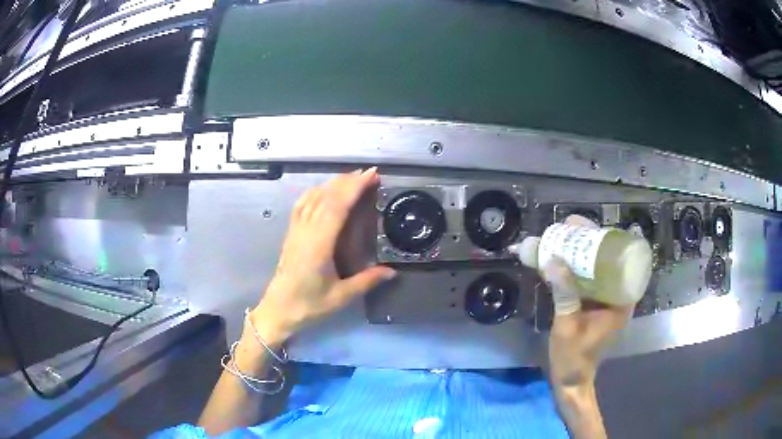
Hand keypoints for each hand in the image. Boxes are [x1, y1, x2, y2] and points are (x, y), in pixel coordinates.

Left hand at [250, 168, 395, 345]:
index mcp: (318, 245)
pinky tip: (324, 191)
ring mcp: (296, 231)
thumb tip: (392, 272)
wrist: (278, 310)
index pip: (336, 207)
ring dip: (332, 184)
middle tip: (369, 174)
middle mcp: (306, 232)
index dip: (353, 188)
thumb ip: (367, 281)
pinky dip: (315, 192)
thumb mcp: (341, 297)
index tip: (371, 176)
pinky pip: (302, 205)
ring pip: (312, 197)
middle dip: (347, 181)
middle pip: (325, 197)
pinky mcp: (291, 234)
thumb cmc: (309, 305)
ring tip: (352, 178)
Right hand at [543, 215, 633, 387]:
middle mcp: (618, 297)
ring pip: (599, 269)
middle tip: (570, 227)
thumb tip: (554, 260)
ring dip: (583, 253)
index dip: (606, 239)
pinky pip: (590, 281)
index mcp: (621, 301)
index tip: (586, 226)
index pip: (622, 259)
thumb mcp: (567, 326)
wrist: (571, 380)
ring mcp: (607, 301)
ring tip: (564, 238)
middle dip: (591, 241)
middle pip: (610, 260)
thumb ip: (564, 295)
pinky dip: (578, 269)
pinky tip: (562, 261)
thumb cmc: (573, 357)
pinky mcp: (596, 305)